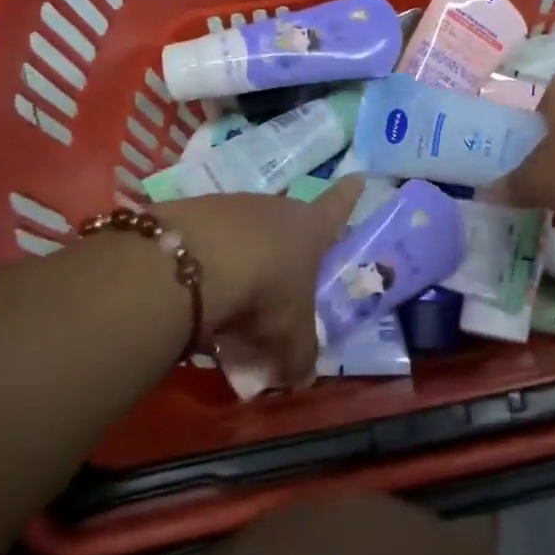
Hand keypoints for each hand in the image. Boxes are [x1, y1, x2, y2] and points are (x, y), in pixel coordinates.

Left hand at [151, 178, 363, 381]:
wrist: (196, 264)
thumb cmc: (265, 292)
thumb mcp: (290, 337)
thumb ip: (300, 357)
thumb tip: (303, 378)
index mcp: (311, 229)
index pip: (338, 207)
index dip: (349, 195)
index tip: (358, 176)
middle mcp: (277, 209)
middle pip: (289, 221)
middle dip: (287, 244)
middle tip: (282, 274)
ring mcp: (235, 204)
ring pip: (247, 230)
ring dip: (245, 254)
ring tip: (233, 293)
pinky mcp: (196, 211)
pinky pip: (209, 237)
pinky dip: (209, 258)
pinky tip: (199, 286)